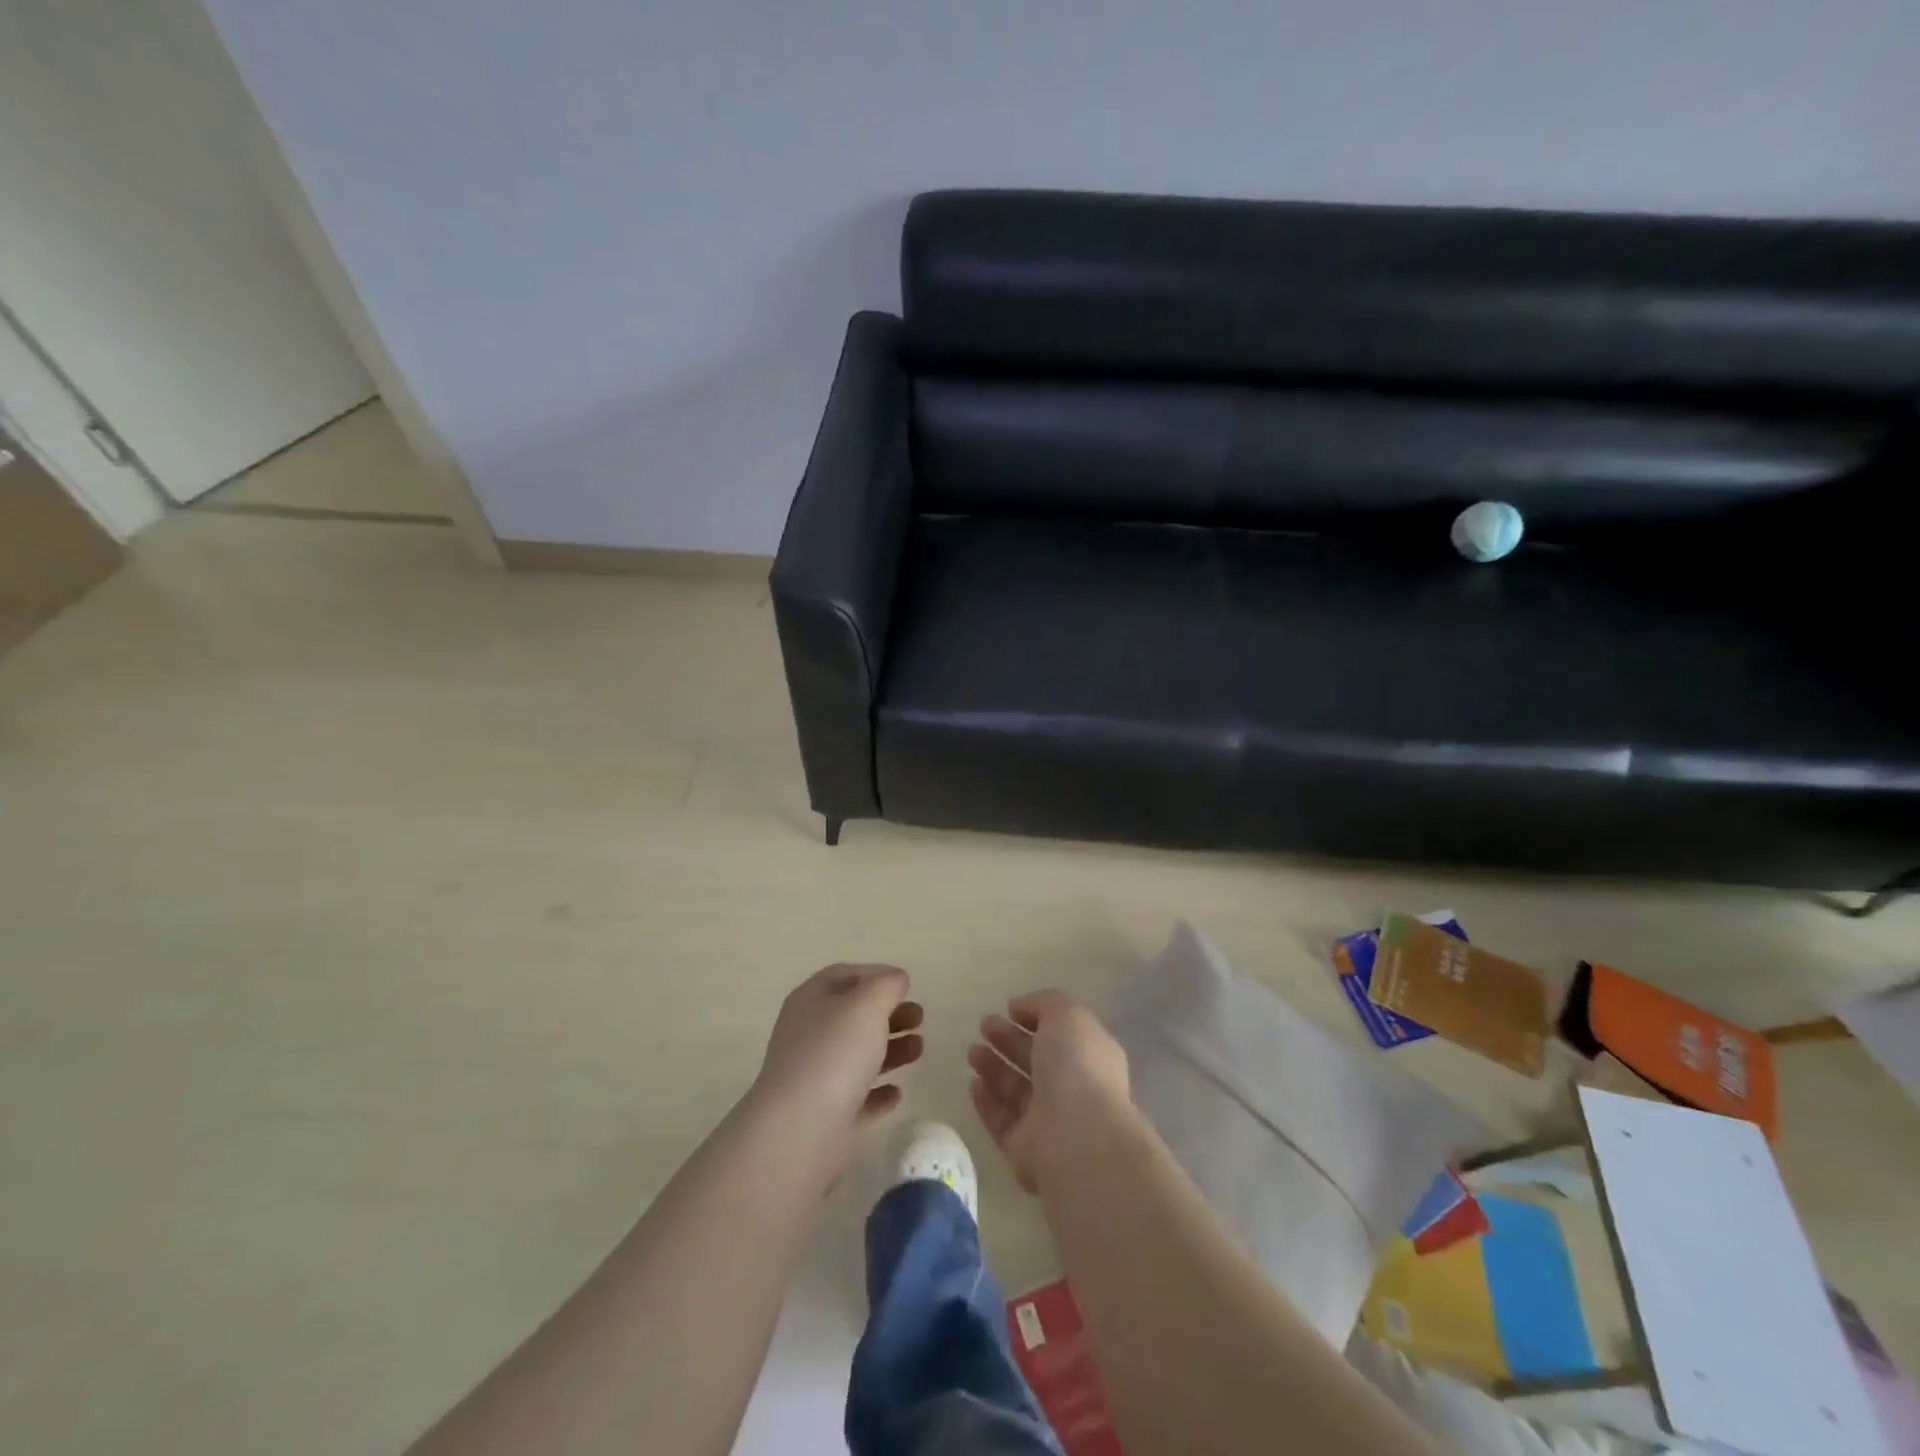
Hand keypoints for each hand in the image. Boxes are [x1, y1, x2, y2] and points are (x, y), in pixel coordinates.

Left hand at [751, 965, 923, 1163]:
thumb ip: (886, 985)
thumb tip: (895, 980)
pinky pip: (855, 1097)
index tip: (907, 986)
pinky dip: (877, 1093)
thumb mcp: (867, 1004)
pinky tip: (896, 1093)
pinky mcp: (824, 1115)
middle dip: (889, 1014)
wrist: (800, 1128)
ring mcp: (814, 1076)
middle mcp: (809, 1034)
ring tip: (919, 1050)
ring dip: (890, 1050)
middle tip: (920, 1019)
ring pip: (857, 1056)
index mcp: (812, 1000)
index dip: (876, 975)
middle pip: (854, 1016)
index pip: (844, 976)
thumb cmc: (835, 1052)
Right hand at [968, 991, 1132, 1192]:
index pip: (1060, 1035)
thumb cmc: (1077, 1067)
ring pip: (1015, 1090)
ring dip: (993, 1068)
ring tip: (972, 1052)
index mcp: (1089, 1056)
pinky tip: (973, 1084)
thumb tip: (1019, 1009)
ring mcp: (1048, 1121)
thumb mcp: (1067, 1015)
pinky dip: (987, 1102)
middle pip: (1035, 1061)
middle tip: (983, 1026)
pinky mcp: (1025, 1149)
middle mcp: (1072, 1089)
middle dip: (1008, 1041)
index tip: (1008, 1010)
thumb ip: (1043, 1004)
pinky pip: (1002, 1120)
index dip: (1034, 1019)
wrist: (1077, 1137)